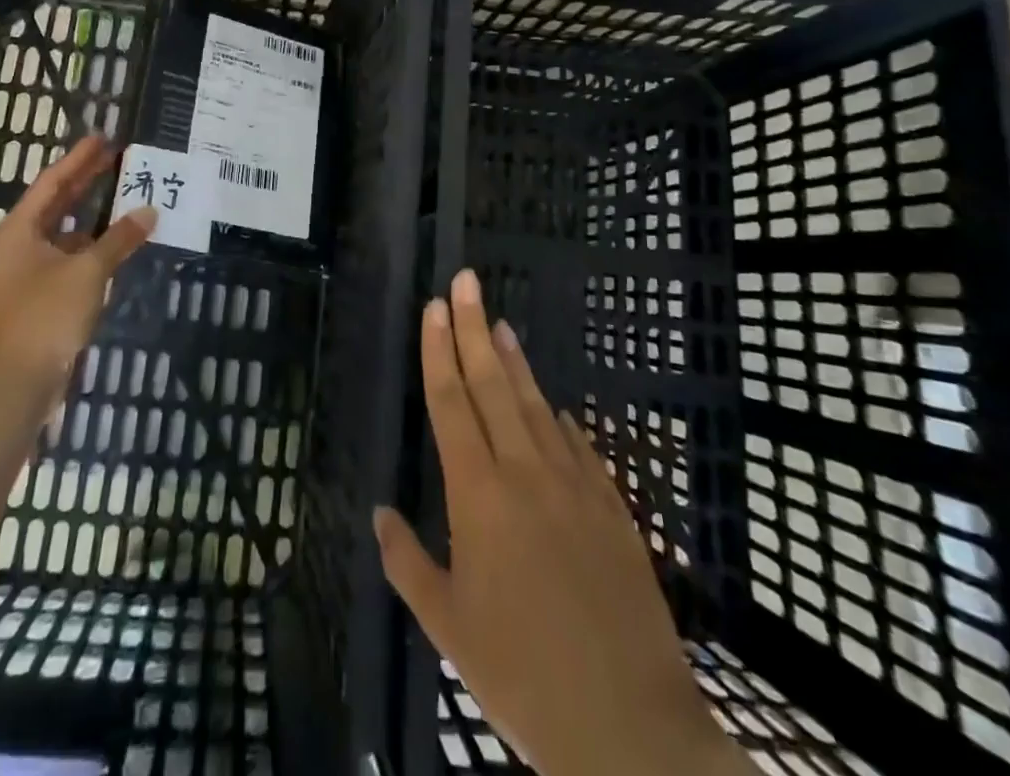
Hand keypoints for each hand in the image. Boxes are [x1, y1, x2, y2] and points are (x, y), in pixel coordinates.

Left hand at [0, 136, 156, 392]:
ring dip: (90, 214)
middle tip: (114, 157)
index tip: (103, 138)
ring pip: (63, 232)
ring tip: (120, 193)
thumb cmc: (47, 316)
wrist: (17, 384)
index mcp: (20, 230)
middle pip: (55, 203)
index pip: (53, 182)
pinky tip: (114, 242)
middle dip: (84, 180)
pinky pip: (68, 256)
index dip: (79, 159)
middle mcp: (19, 244)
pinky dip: (90, 245)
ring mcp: (27, 272)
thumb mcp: (87, 271)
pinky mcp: (38, 296)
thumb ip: (119, 238)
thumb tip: (149, 210)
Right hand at [373, 270, 752, 775]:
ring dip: (516, 361)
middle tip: (466, 281)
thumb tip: (381, 513)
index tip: (434, 307)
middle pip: (492, 385)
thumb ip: (408, 563)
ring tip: (500, 322)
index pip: (451, 403)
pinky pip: (579, 447)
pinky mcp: (612, 507)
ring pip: (536, 406)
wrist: (628, 727)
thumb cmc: (522, 675)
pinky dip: (560, 420)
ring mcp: (575, 485)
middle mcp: (525, 473)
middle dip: (473, 328)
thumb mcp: (449, 628)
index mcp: (479, 496)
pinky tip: (553, 405)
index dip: (439, 351)